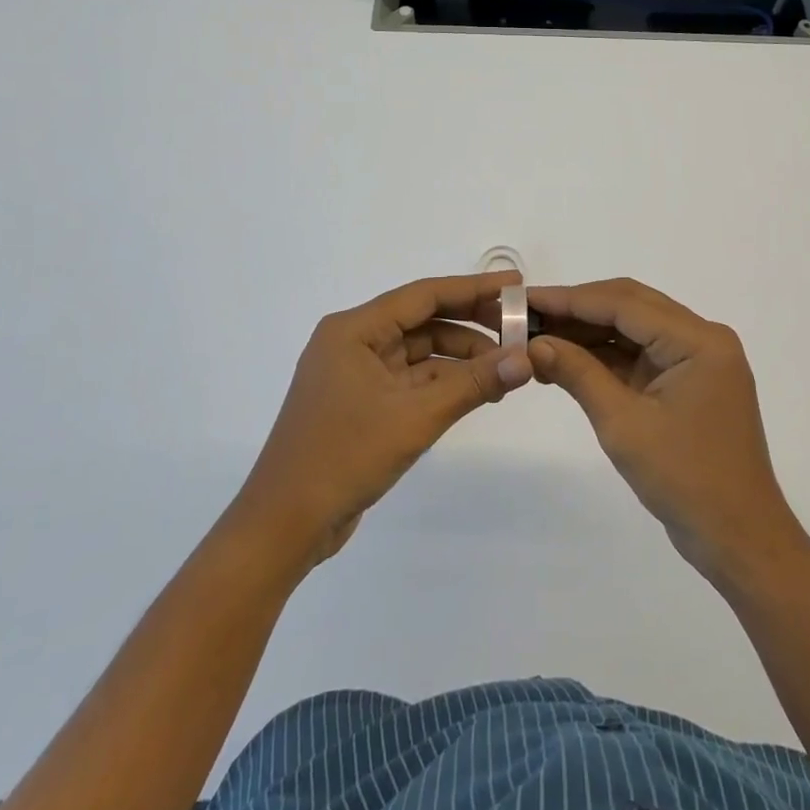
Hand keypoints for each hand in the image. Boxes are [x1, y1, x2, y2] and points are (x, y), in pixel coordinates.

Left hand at [233, 272, 531, 568]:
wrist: (283, 526)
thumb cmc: (343, 457)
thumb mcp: (415, 417)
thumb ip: (473, 384)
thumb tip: (526, 359)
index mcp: (354, 330)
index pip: (424, 295)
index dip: (473, 287)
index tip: (515, 283)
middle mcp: (353, 342)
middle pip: (422, 320)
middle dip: (471, 323)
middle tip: (518, 327)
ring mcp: (356, 374)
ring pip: (420, 351)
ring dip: (461, 358)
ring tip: (506, 368)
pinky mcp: (362, 403)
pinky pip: (411, 379)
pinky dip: (444, 382)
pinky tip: (478, 391)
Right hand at [528, 278, 809, 587]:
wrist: (738, 539)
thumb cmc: (685, 480)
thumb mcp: (623, 424)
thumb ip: (578, 374)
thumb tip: (534, 344)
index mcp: (698, 340)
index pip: (624, 303)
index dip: (571, 299)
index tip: (525, 299)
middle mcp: (702, 337)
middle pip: (630, 306)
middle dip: (577, 310)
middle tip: (527, 315)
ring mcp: (697, 359)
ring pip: (633, 328)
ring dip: (588, 332)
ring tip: (538, 338)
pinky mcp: (688, 380)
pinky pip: (641, 354)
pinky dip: (605, 356)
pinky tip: (566, 361)